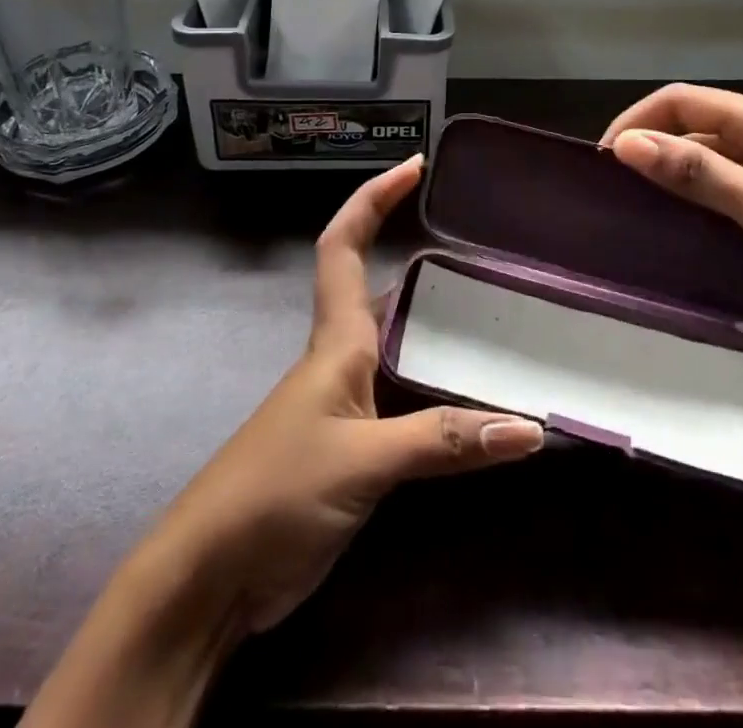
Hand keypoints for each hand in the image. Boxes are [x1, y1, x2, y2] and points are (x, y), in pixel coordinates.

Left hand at [149, 156, 543, 633]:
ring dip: (435, 323)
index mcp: (335, 339)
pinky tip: (473, 398)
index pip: (343, 244)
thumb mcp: (363, 460)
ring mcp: (345, 402)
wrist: (211, 576)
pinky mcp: (353, 445)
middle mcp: (340, 357)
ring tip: (495, 314)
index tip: (414, 167)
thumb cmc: (276, 492)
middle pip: (377, 286)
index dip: (373, 198)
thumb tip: (531, 428)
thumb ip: (443, 441)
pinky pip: (405, 395)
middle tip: (482, 251)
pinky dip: (437, 385)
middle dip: (419, 257)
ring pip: (396, 342)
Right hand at [600, 84, 742, 350]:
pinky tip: (688, 224)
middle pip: (694, 124)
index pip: (680, 100)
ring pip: (712, 155)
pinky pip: (732, 182)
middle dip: (652, 147)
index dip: (637, 121)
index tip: (604, 162)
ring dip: (676, 173)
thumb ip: (696, 173)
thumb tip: (625, 145)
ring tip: (641, 207)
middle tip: (617, 191)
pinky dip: (703, 195)